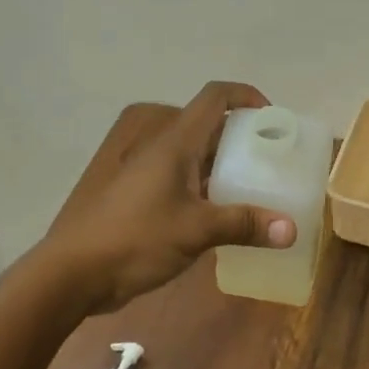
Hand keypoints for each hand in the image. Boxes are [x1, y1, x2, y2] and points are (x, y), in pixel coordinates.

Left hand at [39, 81, 296, 314]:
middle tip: (273, 160)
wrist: (75, 272)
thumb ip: (244, 225)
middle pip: (209, 126)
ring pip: (197, 157)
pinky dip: (210, 189)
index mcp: (175, 143)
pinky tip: (227, 216)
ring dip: (227, 166)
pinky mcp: (145, 199)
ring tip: (259, 188)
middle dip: (243, 137)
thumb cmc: (135, 238)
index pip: (214, 97)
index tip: (273, 118)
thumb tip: (292, 229)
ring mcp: (151, 174)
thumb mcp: (196, 231)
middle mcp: (164, 150)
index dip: (246, 96)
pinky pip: (186, 182)